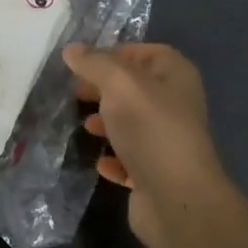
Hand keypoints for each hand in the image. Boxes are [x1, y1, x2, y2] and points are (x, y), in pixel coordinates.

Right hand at [64, 43, 226, 247]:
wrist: (175, 197)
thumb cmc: (150, 129)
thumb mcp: (119, 84)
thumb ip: (95, 63)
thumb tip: (71, 50)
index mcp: (176, 76)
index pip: (146, 53)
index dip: (116, 53)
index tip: (83, 63)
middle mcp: (176, 105)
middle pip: (136, 89)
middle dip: (105, 89)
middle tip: (76, 93)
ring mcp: (167, 141)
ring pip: (133, 124)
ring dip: (108, 124)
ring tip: (86, 127)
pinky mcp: (156, 173)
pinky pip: (131, 159)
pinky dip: (114, 158)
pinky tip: (100, 162)